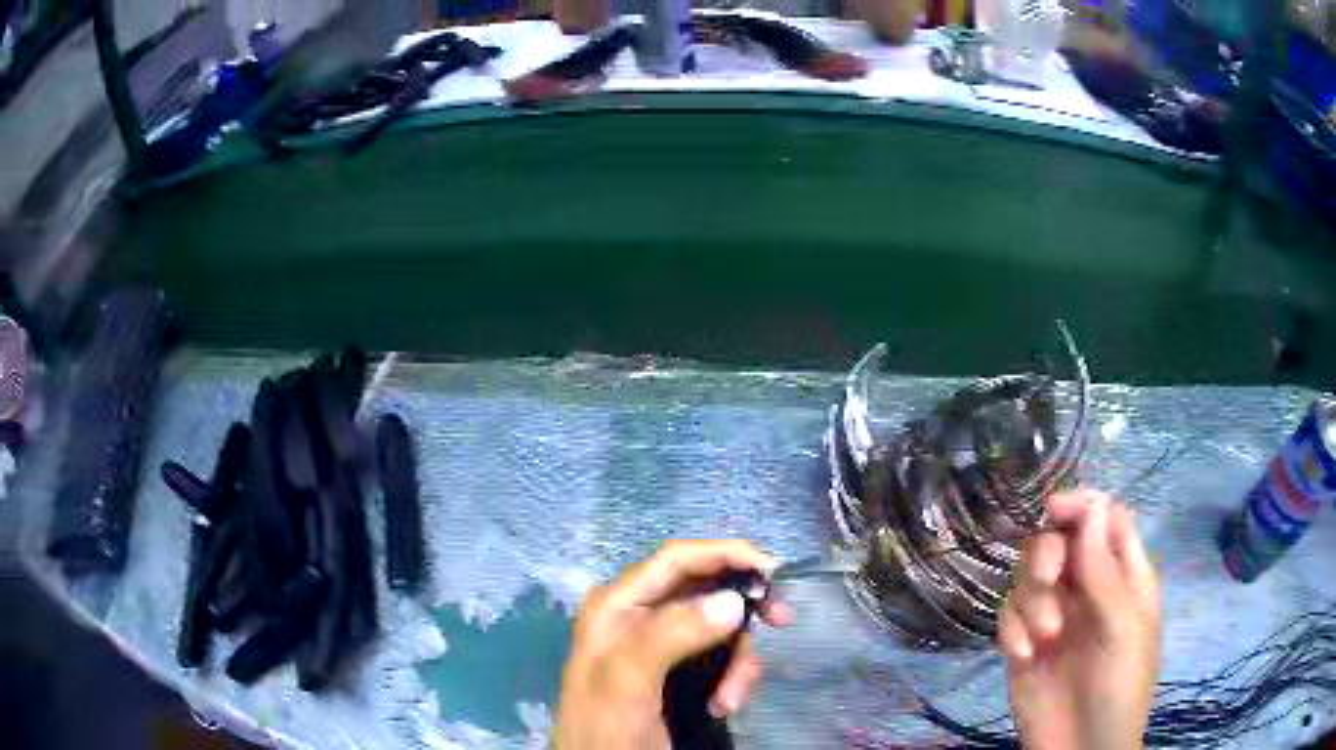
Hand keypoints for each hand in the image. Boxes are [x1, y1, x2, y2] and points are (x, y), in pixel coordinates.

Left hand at [555, 540, 793, 749]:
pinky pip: (721, 658)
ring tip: (731, 699)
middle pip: (707, 591)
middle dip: (743, 612)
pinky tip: (725, 707)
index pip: (677, 559)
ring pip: (721, 628)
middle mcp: (638, 617)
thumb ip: (672, 635)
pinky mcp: (677, 672)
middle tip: (782, 621)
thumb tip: (733, 601)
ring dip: (738, 661)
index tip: (774, 570)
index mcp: (617, 605)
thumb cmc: (607, 729)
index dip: (726, 553)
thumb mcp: (629, 681)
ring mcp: (659, 645)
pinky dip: (734, 678)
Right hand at [999, 490, 1161, 749]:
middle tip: (1049, 579)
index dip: (1082, 506)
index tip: (1054, 509)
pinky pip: (1009, 617)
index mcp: (1124, 577)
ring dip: (1032, 598)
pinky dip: (1012, 629)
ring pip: (1030, 576)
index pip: (1105, 519)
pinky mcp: (1024, 647)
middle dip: (1049, 552)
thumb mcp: (1123, 629)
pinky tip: (1022, 655)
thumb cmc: (1120, 687)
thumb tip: (1092, 506)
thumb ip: (1106, 571)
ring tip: (1043, 636)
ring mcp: (1054, 619)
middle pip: (1061, 541)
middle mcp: (1088, 590)